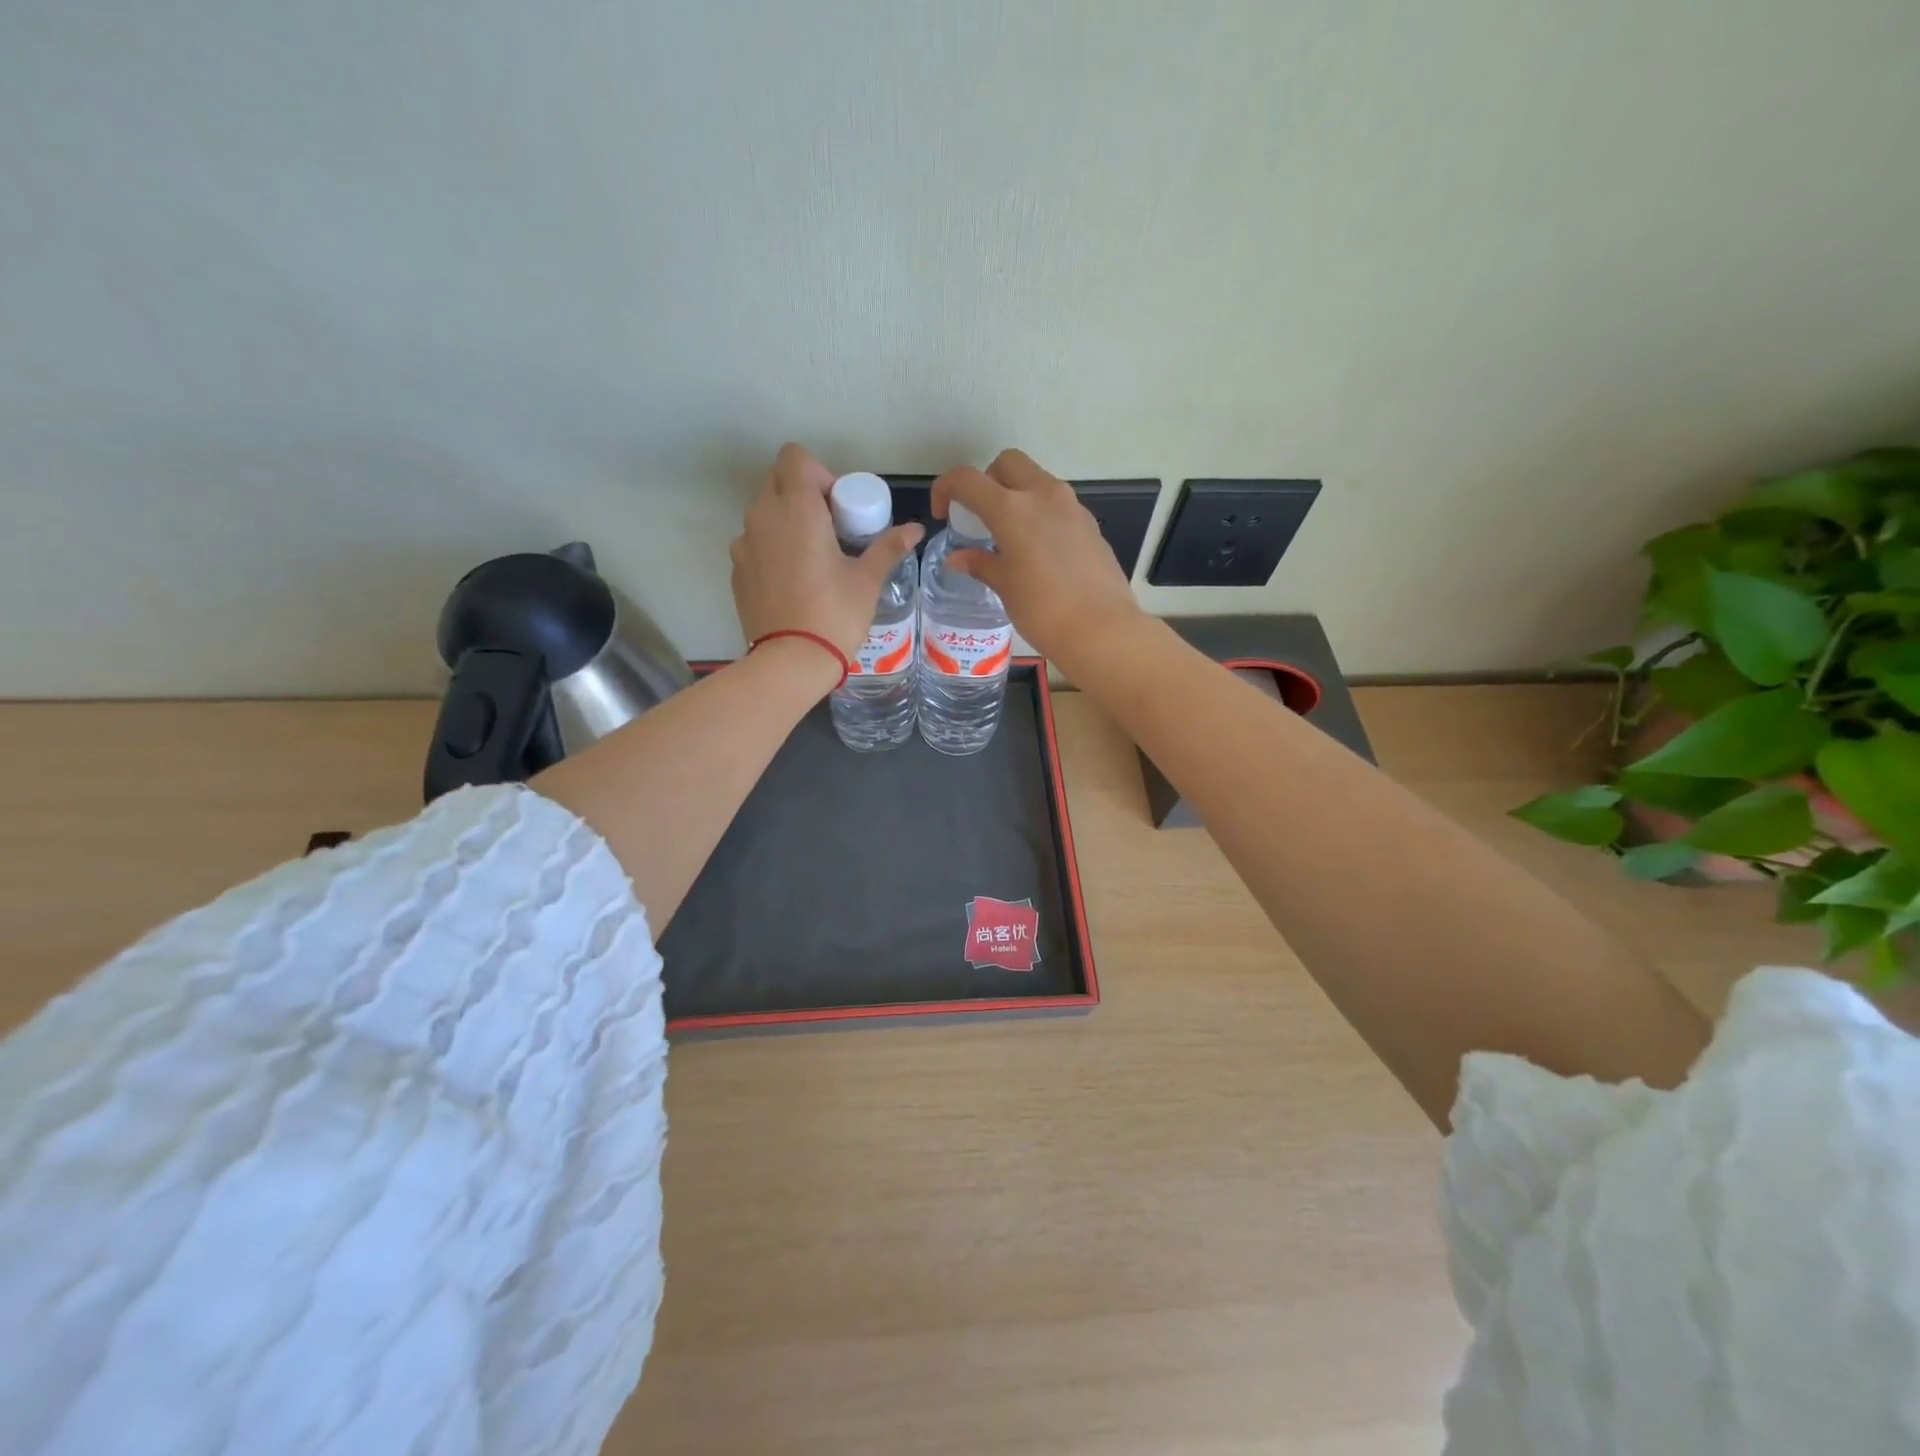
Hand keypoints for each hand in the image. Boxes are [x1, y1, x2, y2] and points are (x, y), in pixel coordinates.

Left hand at [731, 444, 922, 662]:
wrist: (790, 661)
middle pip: (777, 480)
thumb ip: (888, 547)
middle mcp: (763, 516)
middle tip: (830, 529)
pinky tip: (792, 581)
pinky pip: (754, 543)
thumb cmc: (835, 614)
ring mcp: (744, 543)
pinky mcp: (736, 570)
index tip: (838, 507)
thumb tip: (915, 529)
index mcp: (796, 509)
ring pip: (763, 512)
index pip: (795, 457)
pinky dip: (771, 548)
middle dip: (803, 494)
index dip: (819, 473)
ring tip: (812, 557)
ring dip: (786, 521)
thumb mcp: (867, 580)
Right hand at [931, 449, 1146, 665]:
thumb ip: (981, 564)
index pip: (968, 479)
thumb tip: (959, 558)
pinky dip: (1041, 515)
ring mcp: (1072, 507)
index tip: (944, 514)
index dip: (947, 489)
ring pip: (1037, 481)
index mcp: (1012, 509)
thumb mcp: (1005, 587)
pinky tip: (1040, 553)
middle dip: (987, 480)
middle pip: (1008, 463)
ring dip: (1017, 496)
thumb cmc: (1043, 611)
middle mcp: (1044, 496)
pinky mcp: (1090, 525)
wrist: (1102, 630)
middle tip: (981, 515)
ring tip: (1010, 537)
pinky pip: (1058, 506)